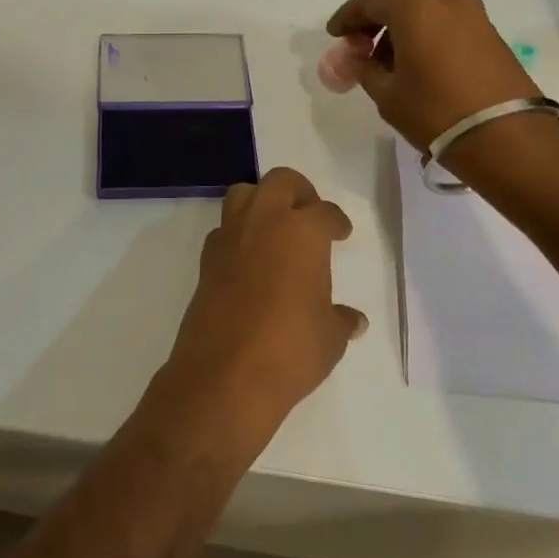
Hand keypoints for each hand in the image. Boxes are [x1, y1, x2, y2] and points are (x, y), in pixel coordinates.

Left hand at [153, 167, 365, 451]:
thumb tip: (353, 319)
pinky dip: (238, 235)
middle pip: (280, 182)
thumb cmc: (291, 349)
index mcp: (301, 231)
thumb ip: (341, 319)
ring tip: (276, 230)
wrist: (225, 375)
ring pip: (242, 195)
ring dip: (260, 202)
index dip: (336, 221)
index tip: (340, 232)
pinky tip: (250, 262)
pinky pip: (223, 231)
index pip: (324, 212)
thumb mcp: (330, 337)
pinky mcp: (205, 263)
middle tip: (309, 214)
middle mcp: (262, 223)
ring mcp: (229, 240)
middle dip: (298, 191)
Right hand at [326, 0, 542, 148]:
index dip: (348, 17)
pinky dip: (425, 27)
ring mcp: (471, 11)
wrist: (504, 135)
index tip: (335, 36)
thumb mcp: (387, 93)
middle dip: (377, 11)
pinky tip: (416, 60)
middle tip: (361, 42)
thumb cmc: (434, 111)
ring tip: (387, 58)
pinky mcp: (488, 29)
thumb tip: (348, 59)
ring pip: (426, 1)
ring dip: (402, 20)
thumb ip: (362, 68)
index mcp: (414, 4)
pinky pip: (446, 16)